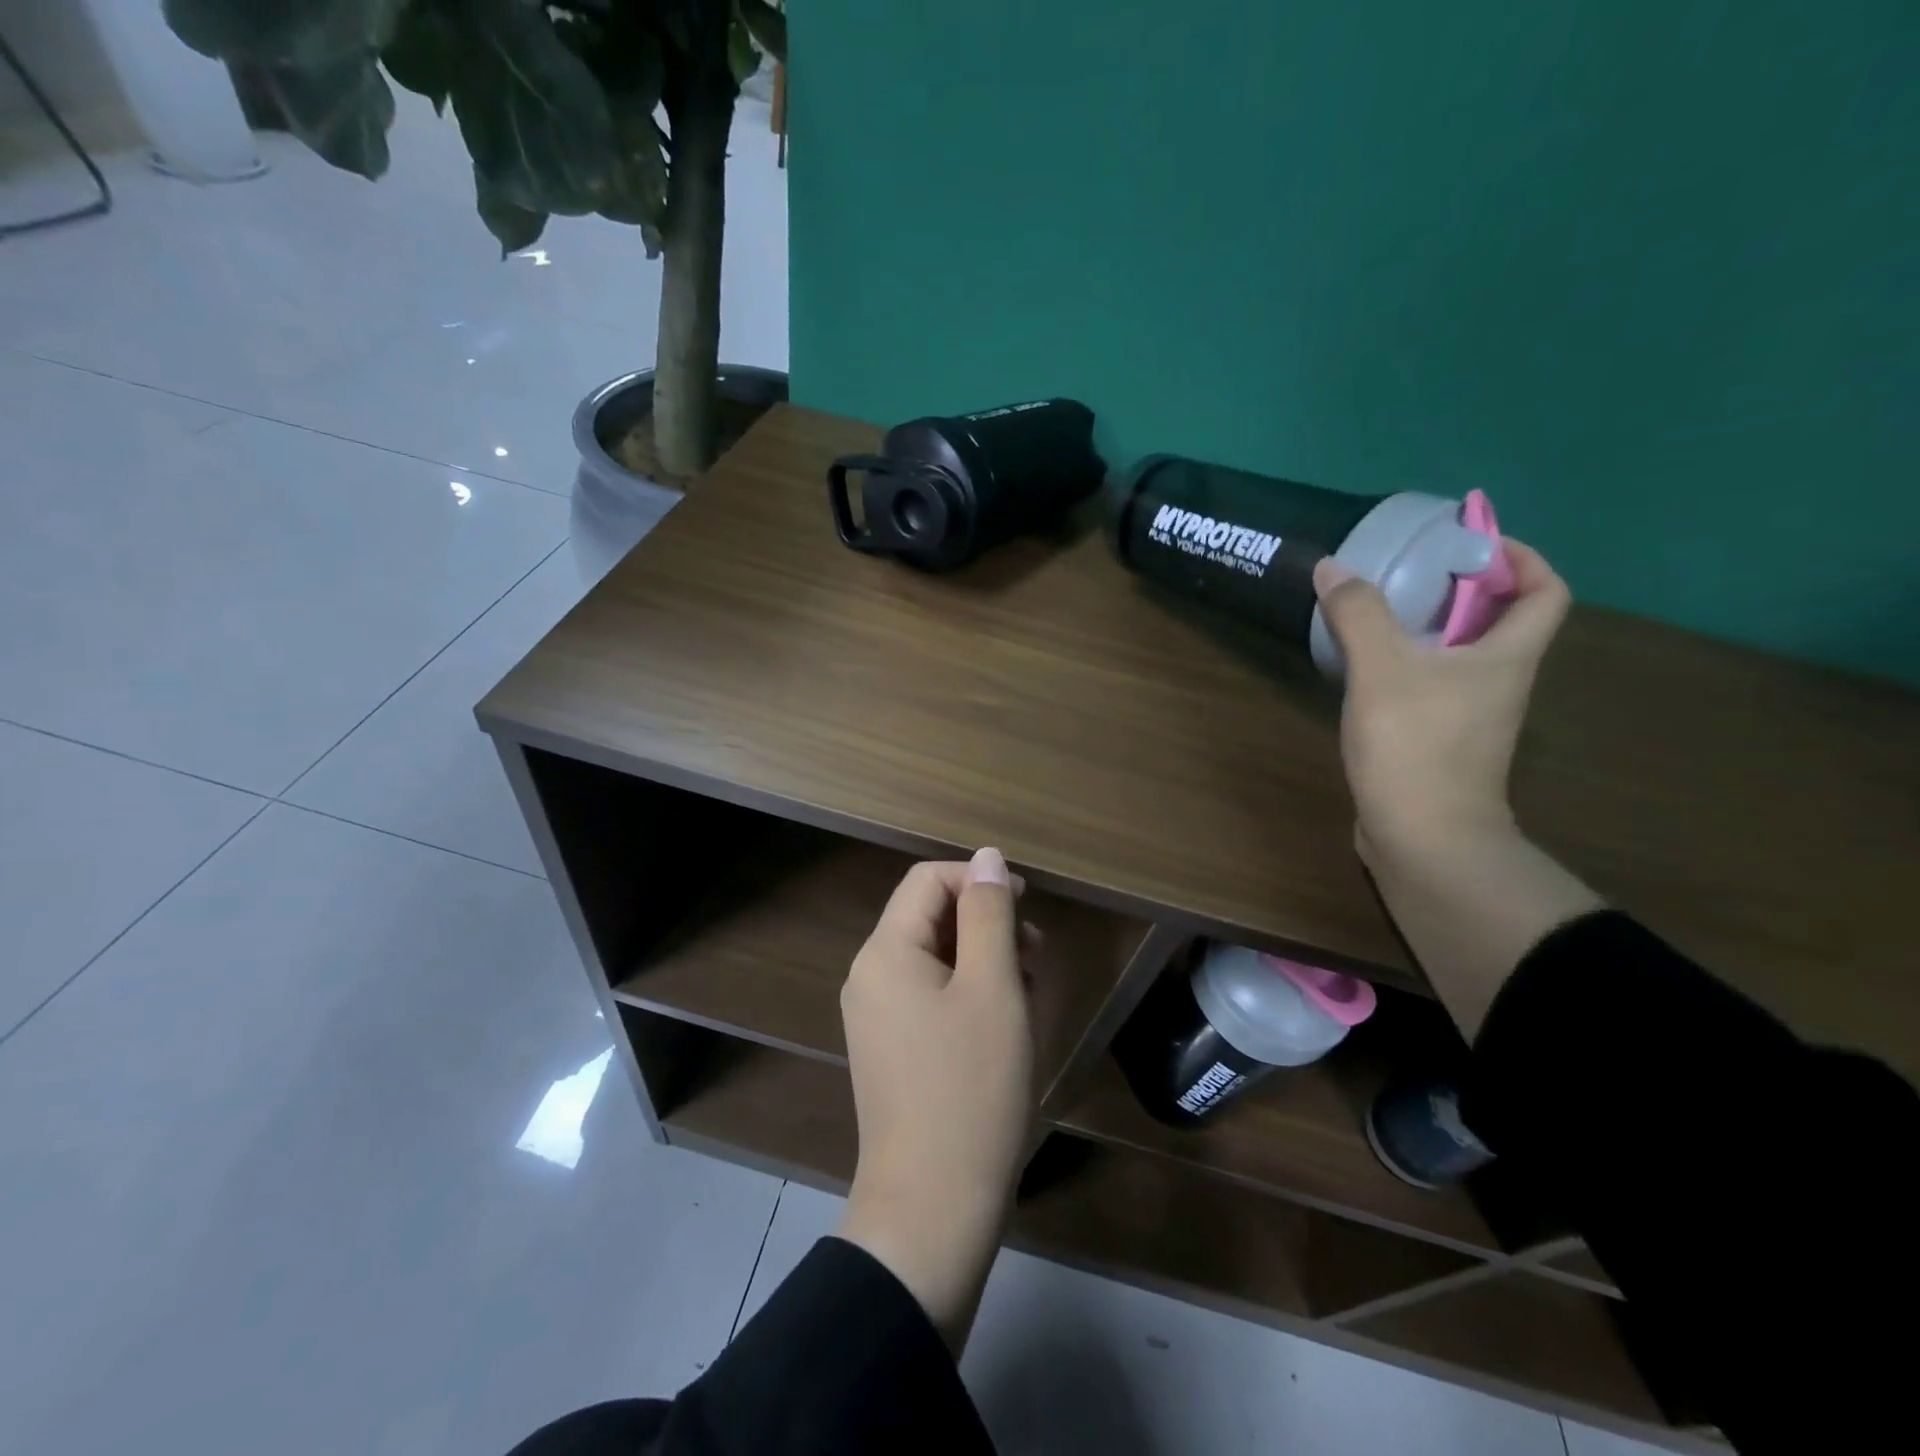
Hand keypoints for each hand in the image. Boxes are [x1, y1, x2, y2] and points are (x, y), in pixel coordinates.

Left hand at [836, 847, 1034, 1354]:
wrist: (933, 1208)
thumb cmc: (971, 1088)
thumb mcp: (993, 988)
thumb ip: (989, 914)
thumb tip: (987, 857)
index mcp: (886, 951)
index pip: (929, 880)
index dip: (979, 880)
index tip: (1028, 906)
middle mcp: (870, 976)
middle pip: (930, 918)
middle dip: (986, 923)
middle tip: (1038, 955)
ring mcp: (876, 1016)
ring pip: (935, 959)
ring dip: (984, 960)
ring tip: (1030, 992)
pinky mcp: (891, 1050)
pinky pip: (930, 997)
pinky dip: (969, 994)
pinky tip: (1005, 1023)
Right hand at [1313, 540, 1570, 861]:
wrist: (1422, 837)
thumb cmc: (1416, 745)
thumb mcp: (1382, 670)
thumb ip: (1358, 614)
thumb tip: (1332, 566)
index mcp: (1507, 656)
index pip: (1545, 592)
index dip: (1521, 559)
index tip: (1473, 544)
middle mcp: (1500, 682)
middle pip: (1500, 622)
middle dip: (1462, 590)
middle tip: (1410, 573)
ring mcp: (1471, 716)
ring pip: (1462, 656)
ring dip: (1430, 629)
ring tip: (1380, 613)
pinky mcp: (1440, 742)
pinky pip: (1433, 686)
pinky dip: (1409, 666)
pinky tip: (1367, 669)